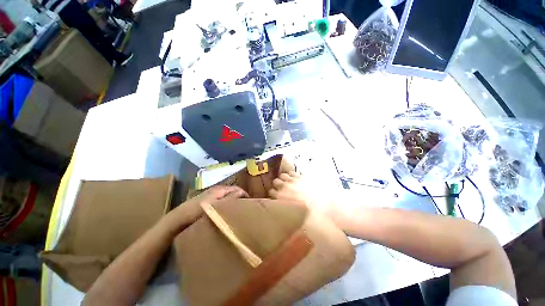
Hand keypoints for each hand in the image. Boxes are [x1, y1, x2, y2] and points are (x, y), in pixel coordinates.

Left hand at [162, 186, 247, 236]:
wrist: (177, 220)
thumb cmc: (197, 212)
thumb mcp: (215, 205)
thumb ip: (229, 199)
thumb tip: (242, 194)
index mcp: (220, 189)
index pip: (237, 189)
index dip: (244, 196)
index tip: (250, 205)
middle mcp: (217, 190)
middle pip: (233, 193)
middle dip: (240, 199)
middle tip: (245, 210)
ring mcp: (211, 196)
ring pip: (227, 197)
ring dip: (233, 203)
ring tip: (237, 212)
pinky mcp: (207, 202)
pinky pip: (221, 202)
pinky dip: (226, 206)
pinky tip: (226, 214)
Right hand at [269, 171, 338, 222]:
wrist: (326, 206)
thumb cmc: (309, 215)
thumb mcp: (293, 215)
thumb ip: (285, 209)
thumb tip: (282, 209)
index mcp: (281, 197)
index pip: (270, 192)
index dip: (272, 194)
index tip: (274, 196)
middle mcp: (285, 187)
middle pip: (275, 181)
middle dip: (277, 185)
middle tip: (280, 188)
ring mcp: (294, 180)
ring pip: (283, 175)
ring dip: (283, 178)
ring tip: (286, 182)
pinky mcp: (302, 176)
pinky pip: (292, 172)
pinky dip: (291, 174)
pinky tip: (294, 178)